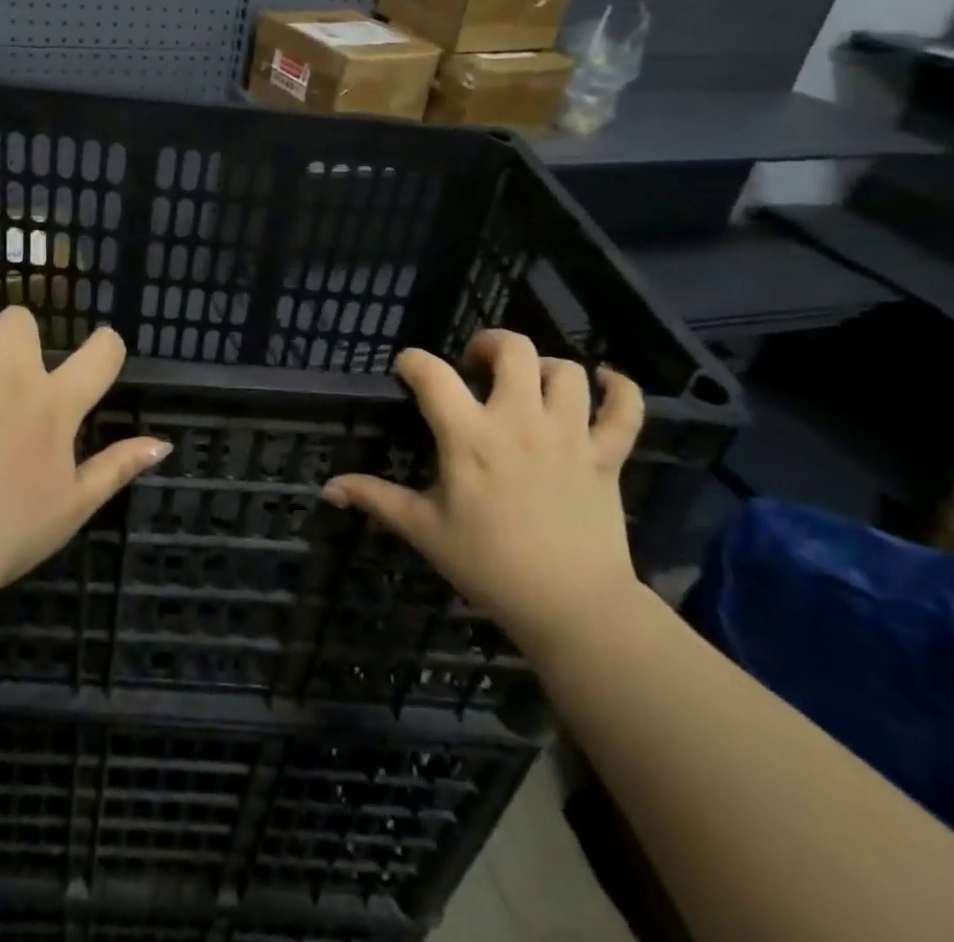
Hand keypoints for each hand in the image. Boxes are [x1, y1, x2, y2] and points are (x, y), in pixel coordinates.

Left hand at [0, 307, 171, 591]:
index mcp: (57, 405)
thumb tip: (162, 443)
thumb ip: (117, 468)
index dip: (106, 345)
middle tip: (5, 375)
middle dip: (16, 340)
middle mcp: (14, 375)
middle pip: (21, 318)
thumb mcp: (73, 507)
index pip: (103, 351)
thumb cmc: (6, 531)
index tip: (96, 356)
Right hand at [321, 330, 645, 653]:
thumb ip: (375, 498)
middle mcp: (519, 422)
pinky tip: (603, 383)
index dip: (412, 361)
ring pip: (565, 370)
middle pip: (512, 349)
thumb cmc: (489, 566)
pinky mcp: (607, 455)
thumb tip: (327, 488)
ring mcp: (569, 435)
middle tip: (476, 365)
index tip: (407, 371)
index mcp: (469, 437)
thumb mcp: (424, 530)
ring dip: (543, 367)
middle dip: (488, 344)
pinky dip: (618, 388)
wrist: (573, 609)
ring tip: (528, 383)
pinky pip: (625, 408)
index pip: (431, 373)